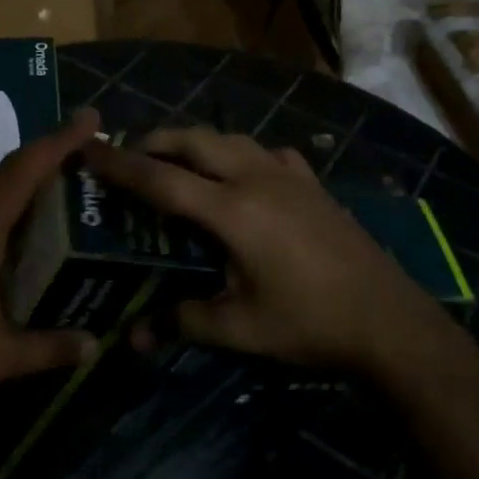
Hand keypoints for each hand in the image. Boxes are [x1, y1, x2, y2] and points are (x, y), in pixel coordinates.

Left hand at [0, 109, 101, 426]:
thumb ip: (49, 347)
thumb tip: (95, 345)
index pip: (23, 171)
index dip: (59, 141)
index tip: (90, 118)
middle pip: (5, 171)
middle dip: (47, 153)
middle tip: (87, 150)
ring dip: (23, 176)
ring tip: (62, 179)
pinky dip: (4, 201)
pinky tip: (19, 225)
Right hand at [82, 127, 464, 374]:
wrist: (390, 321)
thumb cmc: (310, 323)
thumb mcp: (240, 329)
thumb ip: (182, 323)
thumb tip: (131, 339)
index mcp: (233, 211)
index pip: (162, 179)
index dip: (120, 164)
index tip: (88, 149)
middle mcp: (258, 179)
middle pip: (195, 141)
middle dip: (157, 140)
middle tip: (129, 154)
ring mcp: (291, 177)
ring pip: (231, 139)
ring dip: (197, 142)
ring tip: (177, 159)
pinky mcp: (314, 185)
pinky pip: (267, 153)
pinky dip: (241, 154)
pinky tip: (244, 175)